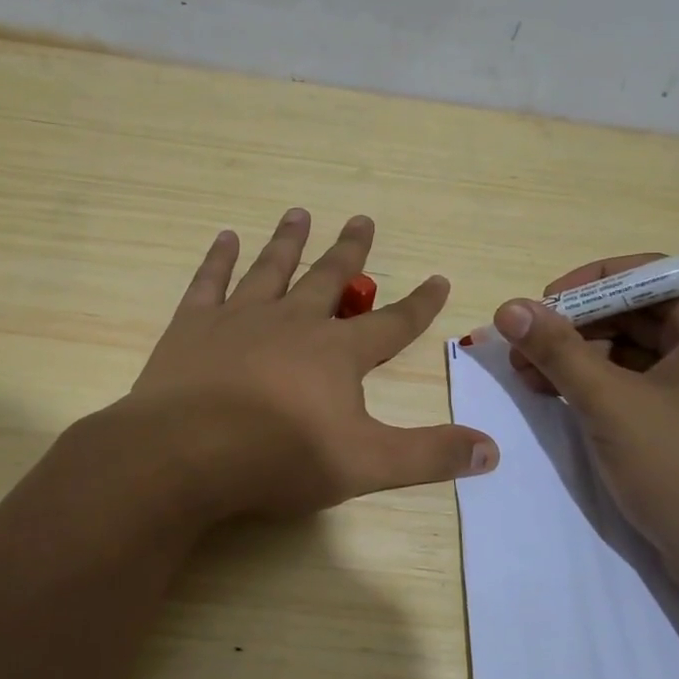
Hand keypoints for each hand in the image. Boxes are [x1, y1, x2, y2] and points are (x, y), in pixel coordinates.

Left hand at [124, 209, 497, 520]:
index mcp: (336, 353)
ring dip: (289, 241)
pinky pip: (209, 281)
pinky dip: (219, 258)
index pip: (392, 323)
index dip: (420, 303)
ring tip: (299, 214)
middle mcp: (293, 321)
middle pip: (330, 278)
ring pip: (272, 268)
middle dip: (351, 251)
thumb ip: (430, 456)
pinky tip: (225, 237)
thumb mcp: (366, 465)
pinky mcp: (192, 325)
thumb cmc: (278, 458)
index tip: (439, 278)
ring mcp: (239, 317)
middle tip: (362, 218)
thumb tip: (494, 451)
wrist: (184, 454)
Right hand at [494, 256, 678, 592]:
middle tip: (521, 348)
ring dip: (579, 357)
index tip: (539, 308)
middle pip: (638, 312)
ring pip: (635, 350)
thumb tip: (508, 308)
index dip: (587, 285)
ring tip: (527, 375)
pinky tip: (557, 396)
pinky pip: (643, 383)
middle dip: (575, 327)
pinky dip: (600, 385)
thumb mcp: (610, 404)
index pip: (649, 274)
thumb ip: (557, 350)